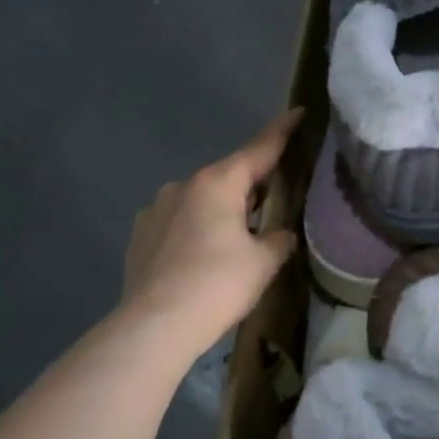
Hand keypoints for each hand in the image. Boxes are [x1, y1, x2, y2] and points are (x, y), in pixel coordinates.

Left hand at [120, 110, 302, 356]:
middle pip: (228, 176)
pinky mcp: (140, 235)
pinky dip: (194, 230)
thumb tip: (280, 234)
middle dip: (251, 184)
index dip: (282, 131)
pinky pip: (177, 222)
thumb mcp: (263, 263)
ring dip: (220, 210)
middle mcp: (184, 186)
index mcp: (218, 183)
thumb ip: (279, 239)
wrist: (154, 326)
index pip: (259, 149)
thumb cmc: (217, 286)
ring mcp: (156, 209)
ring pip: (200, 200)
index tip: (298, 112)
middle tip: (275, 196)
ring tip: (236, 237)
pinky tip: (201, 256)